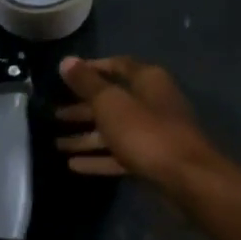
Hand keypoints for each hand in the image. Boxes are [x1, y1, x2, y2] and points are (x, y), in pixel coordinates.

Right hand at [55, 55, 219, 184]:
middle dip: (82, 108)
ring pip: (114, 130)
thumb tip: (66, 60)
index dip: (92, 68)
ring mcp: (153, 133)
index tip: (66, 76)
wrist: (186, 179)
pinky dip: (98, 158)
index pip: (117, 65)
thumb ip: (86, 83)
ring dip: (86, 137)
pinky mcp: (152, 160)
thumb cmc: (145, 131)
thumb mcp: (110, 103)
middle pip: (112, 101)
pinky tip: (73, 165)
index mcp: (147, 80)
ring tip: (56, 143)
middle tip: (54, 114)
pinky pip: (119, 155)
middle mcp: (152, 102)